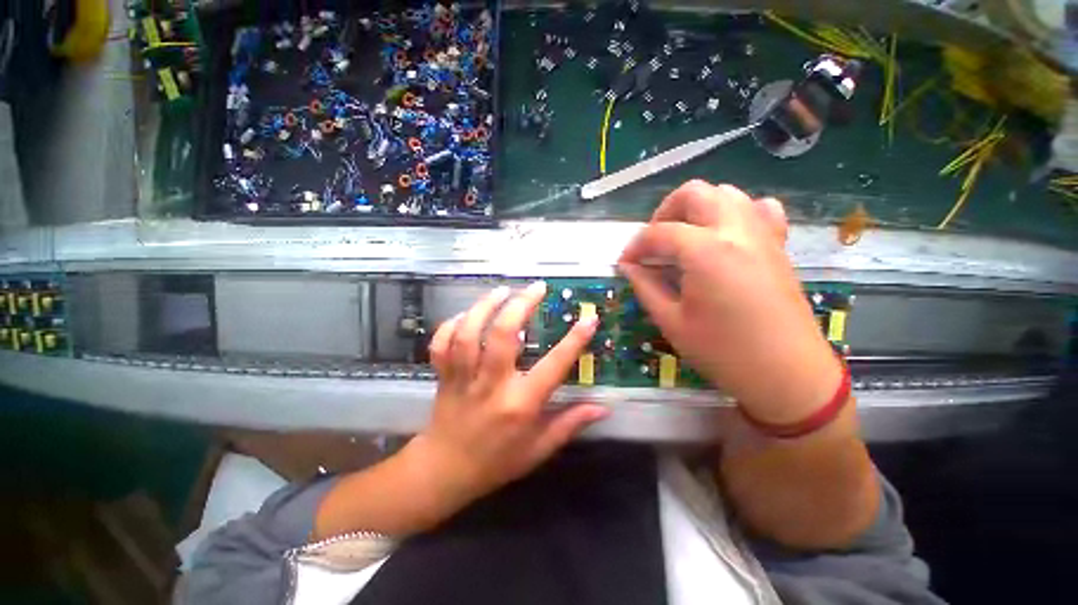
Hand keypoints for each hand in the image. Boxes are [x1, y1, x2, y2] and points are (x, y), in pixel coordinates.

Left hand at [402, 282, 606, 511]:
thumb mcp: (540, 449)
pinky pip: (442, 343)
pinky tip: (467, 314)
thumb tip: (604, 407)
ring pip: (469, 333)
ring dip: (485, 306)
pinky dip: (452, 324)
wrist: (444, 472)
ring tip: (502, 290)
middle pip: (502, 335)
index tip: (589, 318)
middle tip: (537, 287)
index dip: (573, 341)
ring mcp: (463, 378)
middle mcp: (491, 385)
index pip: (552, 367)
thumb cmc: (497, 462)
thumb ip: (571, 424)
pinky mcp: (443, 375)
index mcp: (520, 404)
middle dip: (521, 305)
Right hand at [618, 180, 841, 424]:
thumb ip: (646, 287)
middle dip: (664, 212)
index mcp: (706, 251)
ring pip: (726, 193)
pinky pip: (757, 209)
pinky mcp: (777, 245)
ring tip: (682, 238)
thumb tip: (629, 267)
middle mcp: (736, 230)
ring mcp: (762, 234)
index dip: (635, 246)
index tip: (625, 263)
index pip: (659, 233)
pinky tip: (723, 237)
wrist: (787, 373)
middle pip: (694, 193)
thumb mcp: (672, 321)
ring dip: (696, 208)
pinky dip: (734, 213)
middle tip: (653, 243)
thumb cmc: (724, 351)